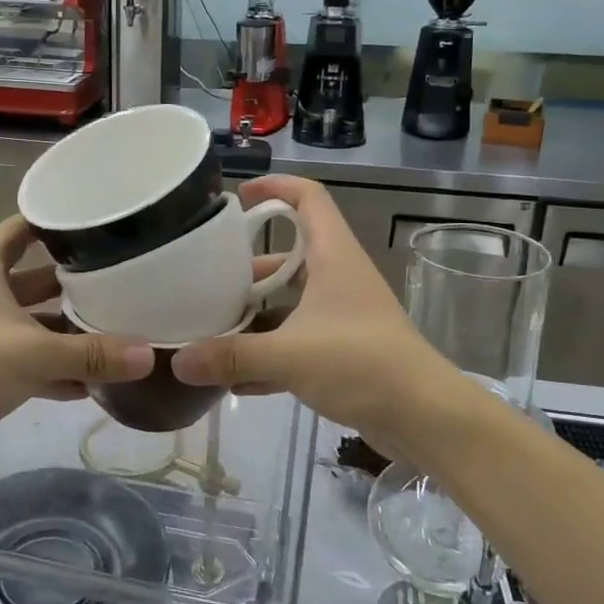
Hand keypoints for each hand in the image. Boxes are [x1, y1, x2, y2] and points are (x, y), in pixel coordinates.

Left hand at [0, 216, 153, 474]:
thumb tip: (150, 355)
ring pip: (37, 323)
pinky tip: (96, 382)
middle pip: (38, 278)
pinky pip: (31, 360)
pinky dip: (58, 368)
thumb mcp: (33, 354)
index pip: (24, 227)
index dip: (59, 223)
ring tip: (120, 332)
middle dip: (77, 284)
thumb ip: (92, 353)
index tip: (103, 224)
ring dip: (71, 331)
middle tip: (125, 281)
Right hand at [173, 175, 460, 458]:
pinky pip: (298, 340)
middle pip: (291, 254)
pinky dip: (270, 353)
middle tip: (208, 277)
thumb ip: (231, 356)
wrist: (425, 417)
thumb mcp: (289, 355)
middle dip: (249, 265)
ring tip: (212, 327)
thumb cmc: (361, 363)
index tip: (239, 197)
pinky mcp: (345, 349)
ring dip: (257, 312)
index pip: (308, 197)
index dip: (275, 187)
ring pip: (292, 300)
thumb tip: (178, 362)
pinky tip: (235, 380)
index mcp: (333, 255)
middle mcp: (339, 276)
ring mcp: (343, 314)